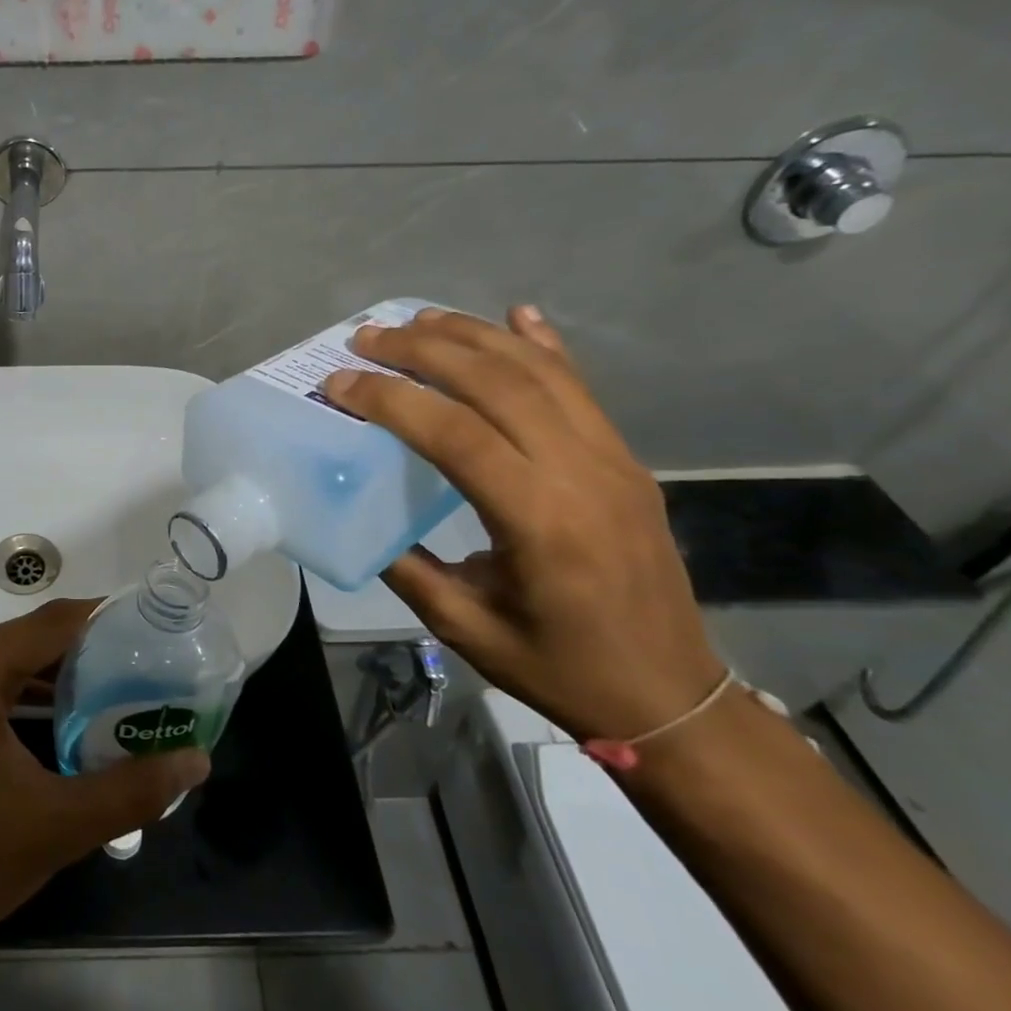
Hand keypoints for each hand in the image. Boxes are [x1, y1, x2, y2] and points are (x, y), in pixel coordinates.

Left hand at [0, 598, 211, 953]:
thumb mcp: (58, 825)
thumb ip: (132, 789)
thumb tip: (196, 760)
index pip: (48, 623)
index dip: (101, 616)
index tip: (149, 622)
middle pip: (28, 636)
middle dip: (86, 644)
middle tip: (142, 656)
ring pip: (9, 660)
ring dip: (58, 669)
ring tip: (117, 680)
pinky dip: (29, 691)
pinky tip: (66, 713)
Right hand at [326, 306, 723, 741]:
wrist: (671, 696)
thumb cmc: (559, 667)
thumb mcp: (463, 626)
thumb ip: (406, 566)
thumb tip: (355, 515)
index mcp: (539, 522)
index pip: (455, 434)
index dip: (390, 399)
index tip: (339, 384)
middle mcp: (582, 474)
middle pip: (497, 384)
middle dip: (423, 350)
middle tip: (366, 337)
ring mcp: (612, 460)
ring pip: (539, 372)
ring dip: (473, 336)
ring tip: (417, 320)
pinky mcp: (626, 460)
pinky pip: (581, 387)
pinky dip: (544, 344)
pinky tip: (517, 314)